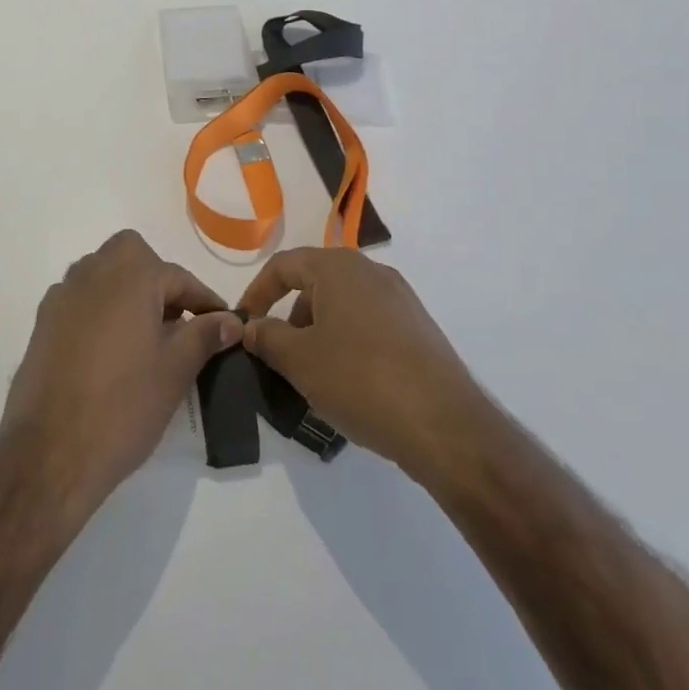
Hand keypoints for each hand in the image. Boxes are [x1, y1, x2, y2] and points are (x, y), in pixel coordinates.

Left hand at [0, 231, 241, 524]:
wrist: (49, 453)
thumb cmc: (123, 405)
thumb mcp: (176, 370)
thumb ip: (205, 335)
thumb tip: (230, 320)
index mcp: (130, 274)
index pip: (178, 277)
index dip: (205, 302)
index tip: (224, 324)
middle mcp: (92, 271)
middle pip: (134, 259)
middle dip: (159, 283)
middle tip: (177, 324)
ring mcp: (62, 296)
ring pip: (104, 277)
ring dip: (128, 294)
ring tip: (146, 339)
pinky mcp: (42, 323)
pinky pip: (82, 302)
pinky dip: (101, 313)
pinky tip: (110, 353)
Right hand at [238, 246, 484, 479]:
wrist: (445, 424)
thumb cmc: (361, 380)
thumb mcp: (300, 361)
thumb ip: (268, 338)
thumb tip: (252, 327)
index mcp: (339, 267)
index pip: (284, 265)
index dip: (257, 292)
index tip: (244, 324)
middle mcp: (372, 271)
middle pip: (315, 283)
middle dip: (290, 316)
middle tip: (278, 356)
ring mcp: (400, 299)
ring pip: (343, 306)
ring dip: (319, 333)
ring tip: (312, 377)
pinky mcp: (418, 328)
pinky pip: (369, 324)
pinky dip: (348, 343)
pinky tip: (349, 384)